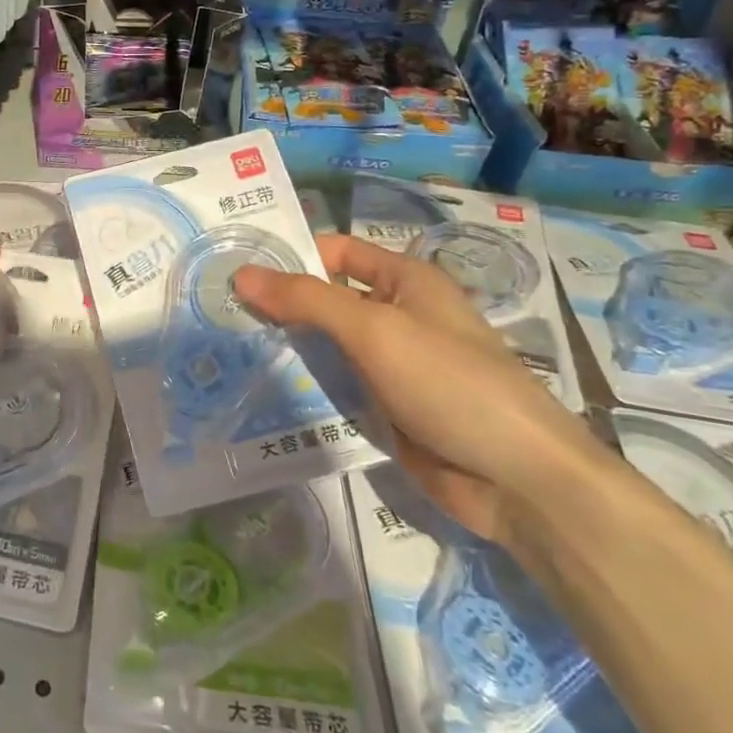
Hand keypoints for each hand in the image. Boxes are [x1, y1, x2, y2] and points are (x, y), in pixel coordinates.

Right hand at [232, 234, 596, 546]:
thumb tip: (242, 274)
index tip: (235, 265)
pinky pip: (336, 388)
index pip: (336, 252)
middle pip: (326, 299)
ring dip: (286, 347)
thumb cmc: (449, 383)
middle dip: (278, 304)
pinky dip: (304, 386)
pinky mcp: (385, 409)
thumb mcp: (375, 330)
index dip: (291, 253)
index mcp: (405, 281)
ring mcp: (390, 366)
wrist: (517, 480)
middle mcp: (397, 316)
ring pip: (326, 346)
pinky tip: (259, 390)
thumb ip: (307, 300)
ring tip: (224, 348)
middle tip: (216, 309)